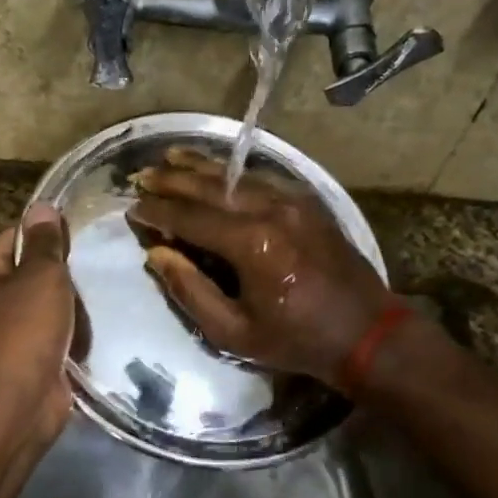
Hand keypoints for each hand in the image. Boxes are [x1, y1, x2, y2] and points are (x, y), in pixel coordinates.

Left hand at [0, 203, 75, 451]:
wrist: (19, 402)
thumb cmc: (25, 328)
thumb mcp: (41, 275)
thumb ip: (45, 241)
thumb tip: (42, 206)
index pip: (12, 239)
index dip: (44, 238)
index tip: (74, 245)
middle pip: (26, 273)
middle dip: (57, 280)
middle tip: (81, 283)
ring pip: (40, 306)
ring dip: (64, 310)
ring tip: (84, 313)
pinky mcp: (16, 361)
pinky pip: (45, 336)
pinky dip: (63, 336)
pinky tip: (81, 337)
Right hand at [130, 149, 391, 388]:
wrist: (366, 332)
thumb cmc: (296, 340)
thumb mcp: (233, 332)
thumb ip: (190, 290)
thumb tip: (157, 254)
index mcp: (251, 244)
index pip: (190, 217)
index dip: (157, 211)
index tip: (132, 208)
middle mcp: (271, 210)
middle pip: (211, 186)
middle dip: (172, 180)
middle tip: (142, 175)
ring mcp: (293, 201)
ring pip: (237, 175)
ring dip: (200, 167)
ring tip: (171, 158)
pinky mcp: (308, 202)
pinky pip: (262, 178)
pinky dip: (233, 173)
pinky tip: (217, 170)